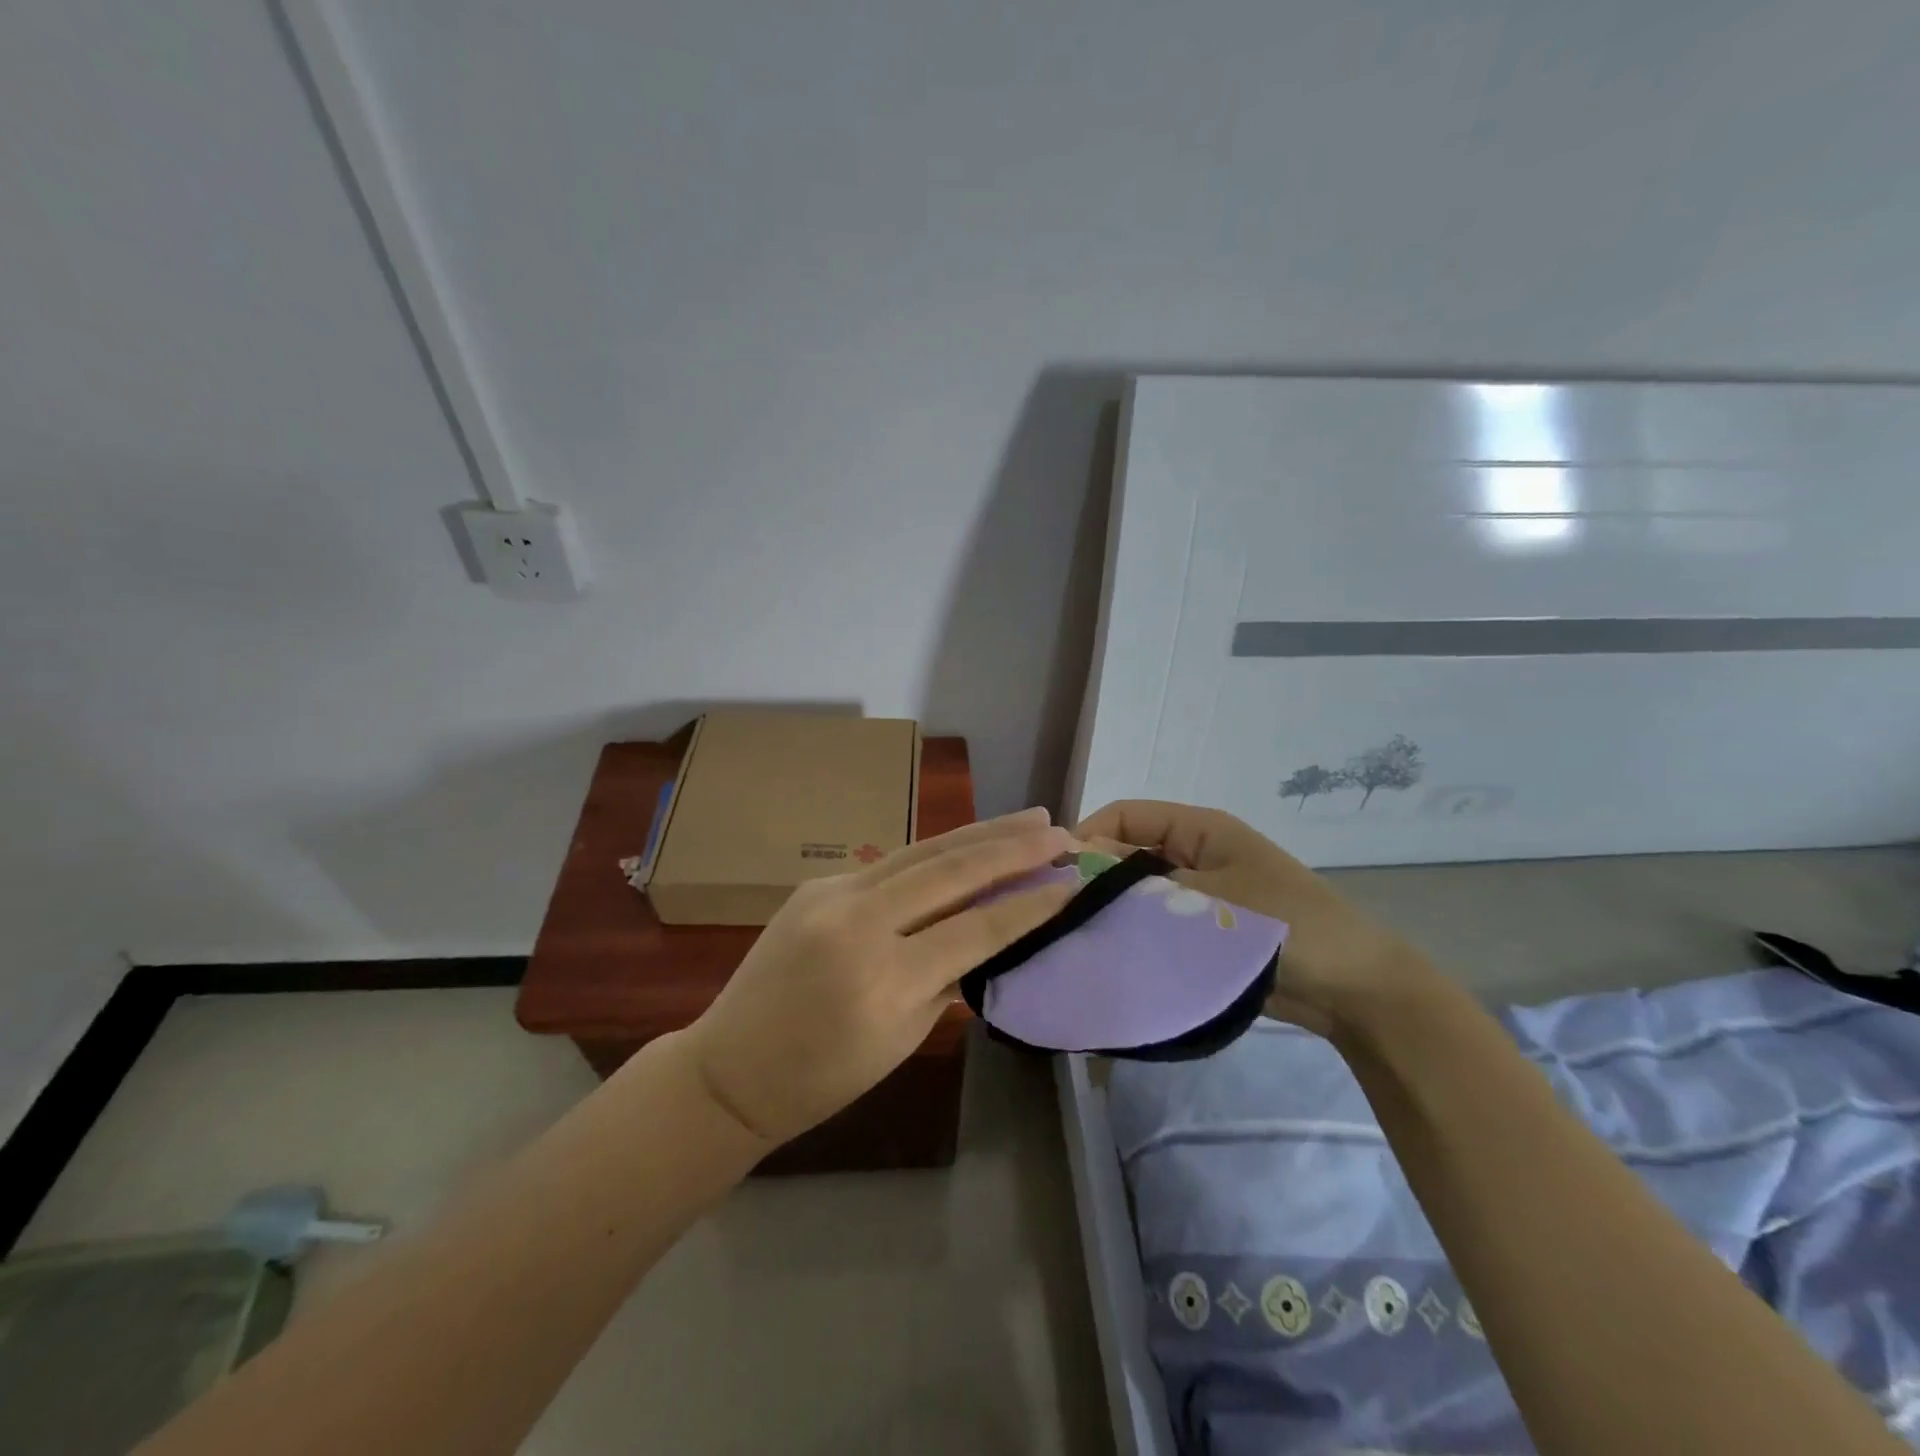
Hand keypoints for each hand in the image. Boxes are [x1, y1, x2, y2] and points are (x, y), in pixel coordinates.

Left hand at [681, 808, 1075, 1145]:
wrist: (731, 1066)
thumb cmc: (823, 1076)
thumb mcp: (901, 1038)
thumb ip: (950, 979)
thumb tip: (994, 933)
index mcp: (885, 979)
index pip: (977, 928)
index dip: (1032, 905)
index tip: (1075, 882)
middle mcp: (859, 922)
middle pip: (952, 871)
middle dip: (1013, 849)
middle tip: (1062, 832)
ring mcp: (832, 893)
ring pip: (922, 851)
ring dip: (980, 833)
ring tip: (1030, 820)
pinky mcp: (818, 883)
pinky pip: (890, 862)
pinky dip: (937, 851)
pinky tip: (968, 843)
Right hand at [1075, 800, 1431, 1035]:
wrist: (1353, 989)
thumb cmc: (1283, 925)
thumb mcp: (1206, 900)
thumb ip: (1137, 887)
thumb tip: (1076, 872)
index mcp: (1198, 828)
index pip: (1125, 815)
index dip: (1086, 835)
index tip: (1054, 874)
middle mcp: (1194, 852)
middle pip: (1128, 852)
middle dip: (1095, 877)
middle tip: (1058, 914)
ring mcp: (1199, 892)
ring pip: (1139, 892)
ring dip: (1114, 909)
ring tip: (1078, 937)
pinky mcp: (1204, 929)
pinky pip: (1157, 922)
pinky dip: (1135, 934)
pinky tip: (1110, 956)